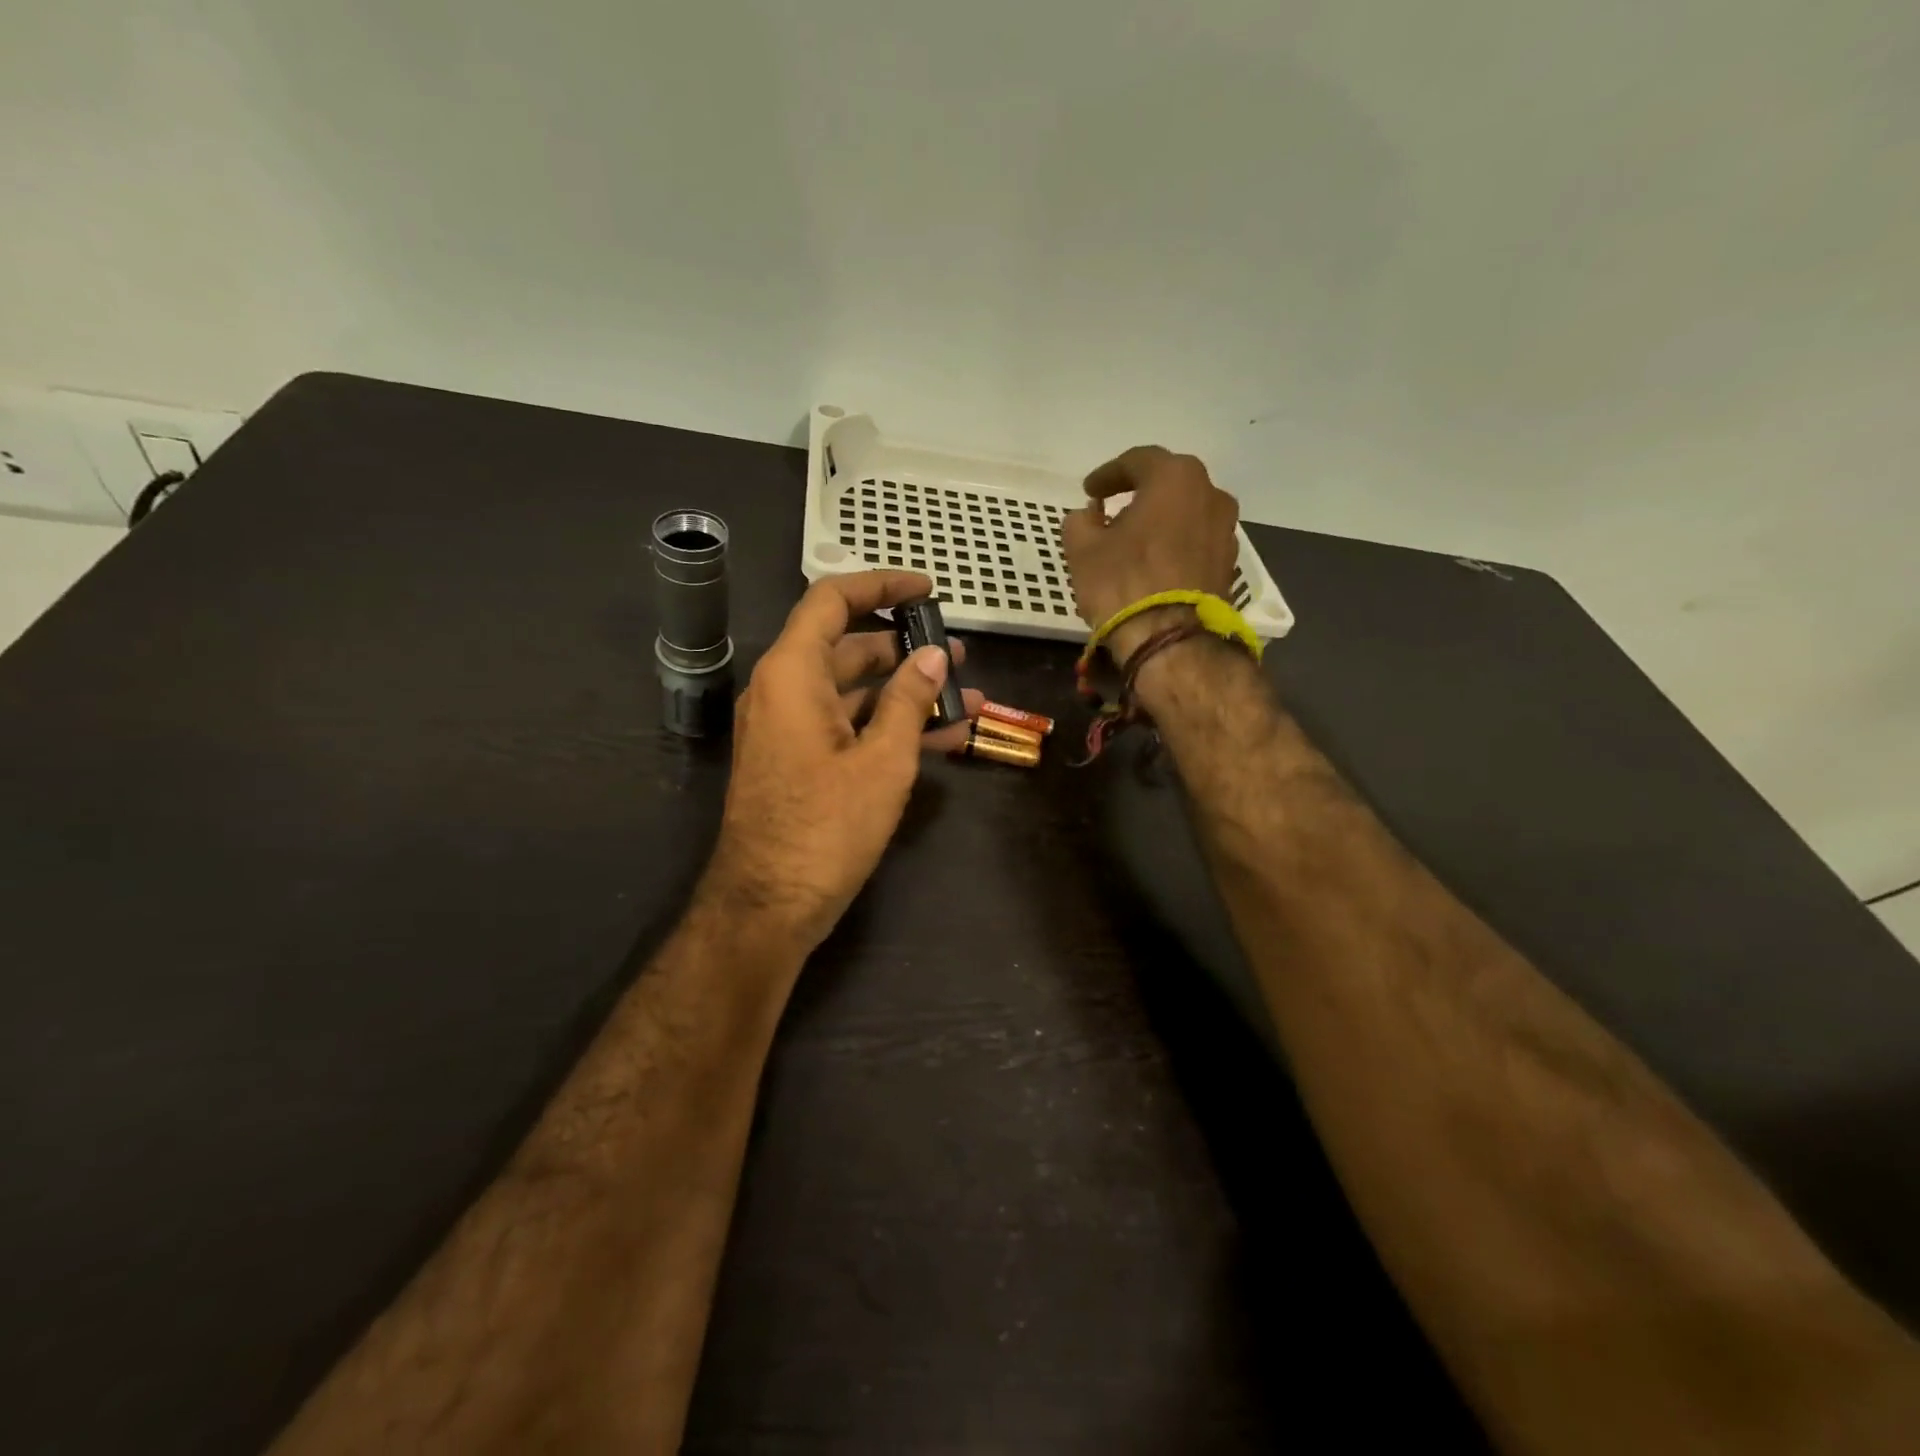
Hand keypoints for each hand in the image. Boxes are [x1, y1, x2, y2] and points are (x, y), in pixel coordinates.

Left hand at [697, 571, 983, 953]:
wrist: (769, 906)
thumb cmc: (826, 827)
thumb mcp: (882, 760)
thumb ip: (909, 698)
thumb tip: (933, 655)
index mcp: (793, 674)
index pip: (832, 601)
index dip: (880, 585)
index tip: (927, 590)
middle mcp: (785, 691)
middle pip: (848, 647)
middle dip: (907, 648)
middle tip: (960, 656)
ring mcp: (791, 728)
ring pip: (855, 692)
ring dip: (908, 693)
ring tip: (968, 698)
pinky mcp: (801, 761)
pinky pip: (849, 726)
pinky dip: (890, 726)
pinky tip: (944, 736)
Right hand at [1061, 446, 1239, 662]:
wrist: (1172, 640)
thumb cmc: (1123, 583)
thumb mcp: (1082, 549)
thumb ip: (1080, 521)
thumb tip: (1089, 517)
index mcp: (1175, 477)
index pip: (1137, 461)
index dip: (1107, 475)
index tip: (1088, 491)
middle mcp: (1211, 494)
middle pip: (1168, 485)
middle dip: (1138, 494)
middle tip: (1112, 510)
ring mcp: (1226, 530)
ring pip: (1185, 514)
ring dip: (1159, 521)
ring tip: (1132, 541)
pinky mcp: (1228, 564)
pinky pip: (1195, 543)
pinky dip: (1173, 546)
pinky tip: (1153, 564)